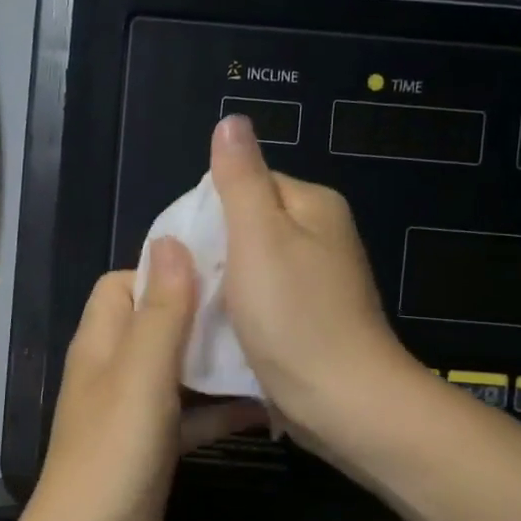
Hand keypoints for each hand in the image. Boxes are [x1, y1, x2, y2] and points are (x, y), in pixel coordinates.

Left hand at [26, 241, 264, 520]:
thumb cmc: (115, 452)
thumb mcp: (142, 373)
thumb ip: (160, 310)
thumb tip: (169, 240)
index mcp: (101, 342)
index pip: (124, 284)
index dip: (164, 271)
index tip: (217, 268)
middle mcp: (114, 369)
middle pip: (157, 323)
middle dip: (201, 313)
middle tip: (256, 306)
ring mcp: (133, 410)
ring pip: (178, 369)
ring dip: (215, 361)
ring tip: (269, 348)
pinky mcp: (154, 446)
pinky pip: (191, 414)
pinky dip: (220, 408)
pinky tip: (265, 406)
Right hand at [209, 113, 418, 451]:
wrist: (340, 400)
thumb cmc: (294, 315)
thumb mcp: (259, 237)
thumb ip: (241, 179)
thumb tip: (231, 120)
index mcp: (312, 206)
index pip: (245, 183)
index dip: (207, 209)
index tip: (180, 245)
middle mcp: (320, 237)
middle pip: (247, 226)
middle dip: (211, 250)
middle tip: (183, 279)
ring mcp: (316, 281)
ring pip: (250, 268)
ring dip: (221, 284)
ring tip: (193, 305)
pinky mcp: (307, 320)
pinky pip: (261, 301)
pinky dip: (238, 311)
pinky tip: (219, 329)